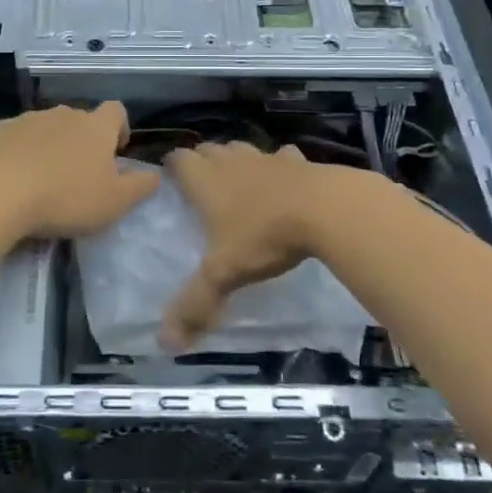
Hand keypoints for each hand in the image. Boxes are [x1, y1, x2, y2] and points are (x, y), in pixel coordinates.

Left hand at [0, 103, 160, 240]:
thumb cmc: (65, 198)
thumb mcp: (115, 202)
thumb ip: (141, 186)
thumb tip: (155, 173)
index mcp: (95, 127)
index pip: (116, 111)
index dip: (120, 128)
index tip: (116, 151)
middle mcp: (63, 114)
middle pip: (80, 120)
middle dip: (83, 141)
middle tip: (79, 174)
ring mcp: (27, 119)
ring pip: (46, 128)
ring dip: (50, 147)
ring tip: (44, 180)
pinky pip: (16, 138)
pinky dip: (20, 153)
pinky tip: (14, 179)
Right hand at [160, 142, 325, 350]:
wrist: (325, 209)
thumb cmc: (264, 236)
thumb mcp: (225, 274)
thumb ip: (196, 304)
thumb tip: (166, 343)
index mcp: (206, 182)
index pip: (179, 159)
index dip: (172, 166)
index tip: (170, 179)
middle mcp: (232, 163)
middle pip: (209, 149)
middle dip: (202, 160)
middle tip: (201, 182)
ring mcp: (267, 158)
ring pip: (243, 149)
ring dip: (236, 159)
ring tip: (237, 179)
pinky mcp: (299, 161)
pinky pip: (283, 157)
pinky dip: (280, 165)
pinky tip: (285, 179)